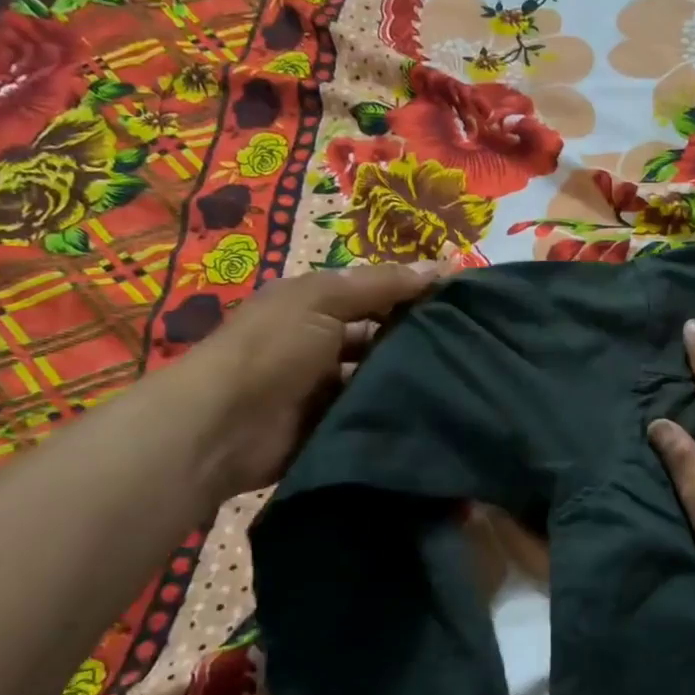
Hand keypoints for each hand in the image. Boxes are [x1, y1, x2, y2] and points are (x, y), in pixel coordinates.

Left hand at [180, 261, 445, 497]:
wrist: (223, 428)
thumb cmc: (271, 348)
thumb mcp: (322, 300)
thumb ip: (380, 285)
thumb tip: (442, 267)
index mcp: (314, 306)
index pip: (374, 295)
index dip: (413, 295)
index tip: (463, 304)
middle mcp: (321, 344)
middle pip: (380, 338)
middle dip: (417, 340)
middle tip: (470, 347)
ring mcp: (326, 390)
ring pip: (379, 379)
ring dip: (409, 380)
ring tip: (463, 382)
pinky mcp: (332, 428)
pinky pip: (371, 415)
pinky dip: (395, 414)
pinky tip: (436, 412)